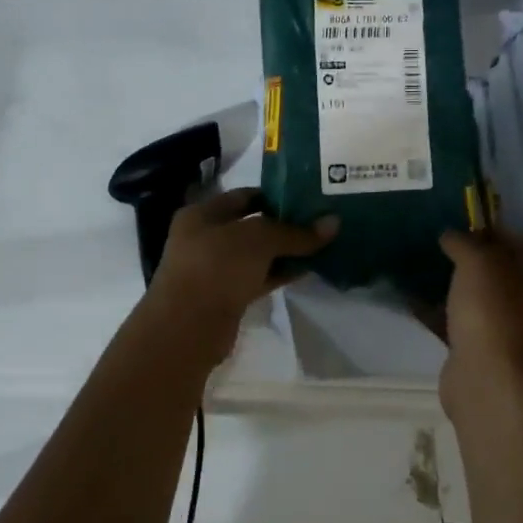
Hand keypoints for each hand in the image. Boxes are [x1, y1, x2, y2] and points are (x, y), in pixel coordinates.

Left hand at [141, 188, 336, 360]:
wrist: (188, 328)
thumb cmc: (217, 266)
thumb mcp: (259, 239)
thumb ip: (296, 232)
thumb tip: (334, 223)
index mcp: (202, 214)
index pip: (244, 196)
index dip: (274, 194)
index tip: (307, 196)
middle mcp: (205, 238)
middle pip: (251, 225)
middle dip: (284, 224)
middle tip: (320, 220)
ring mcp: (215, 269)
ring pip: (256, 254)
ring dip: (285, 251)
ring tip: (321, 243)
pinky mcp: (226, 296)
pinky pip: (258, 277)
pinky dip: (280, 273)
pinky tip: (307, 269)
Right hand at [438, 228, 522, 414]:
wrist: (487, 378)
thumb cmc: (491, 310)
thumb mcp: (477, 262)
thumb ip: (463, 242)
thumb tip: (450, 234)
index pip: (518, 241)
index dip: (491, 228)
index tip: (461, 219)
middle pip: (496, 269)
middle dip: (468, 255)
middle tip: (438, 240)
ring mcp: (503, 326)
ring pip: (475, 295)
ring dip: (452, 283)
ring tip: (421, 263)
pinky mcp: (479, 348)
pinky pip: (455, 320)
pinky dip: (436, 310)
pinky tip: (411, 296)